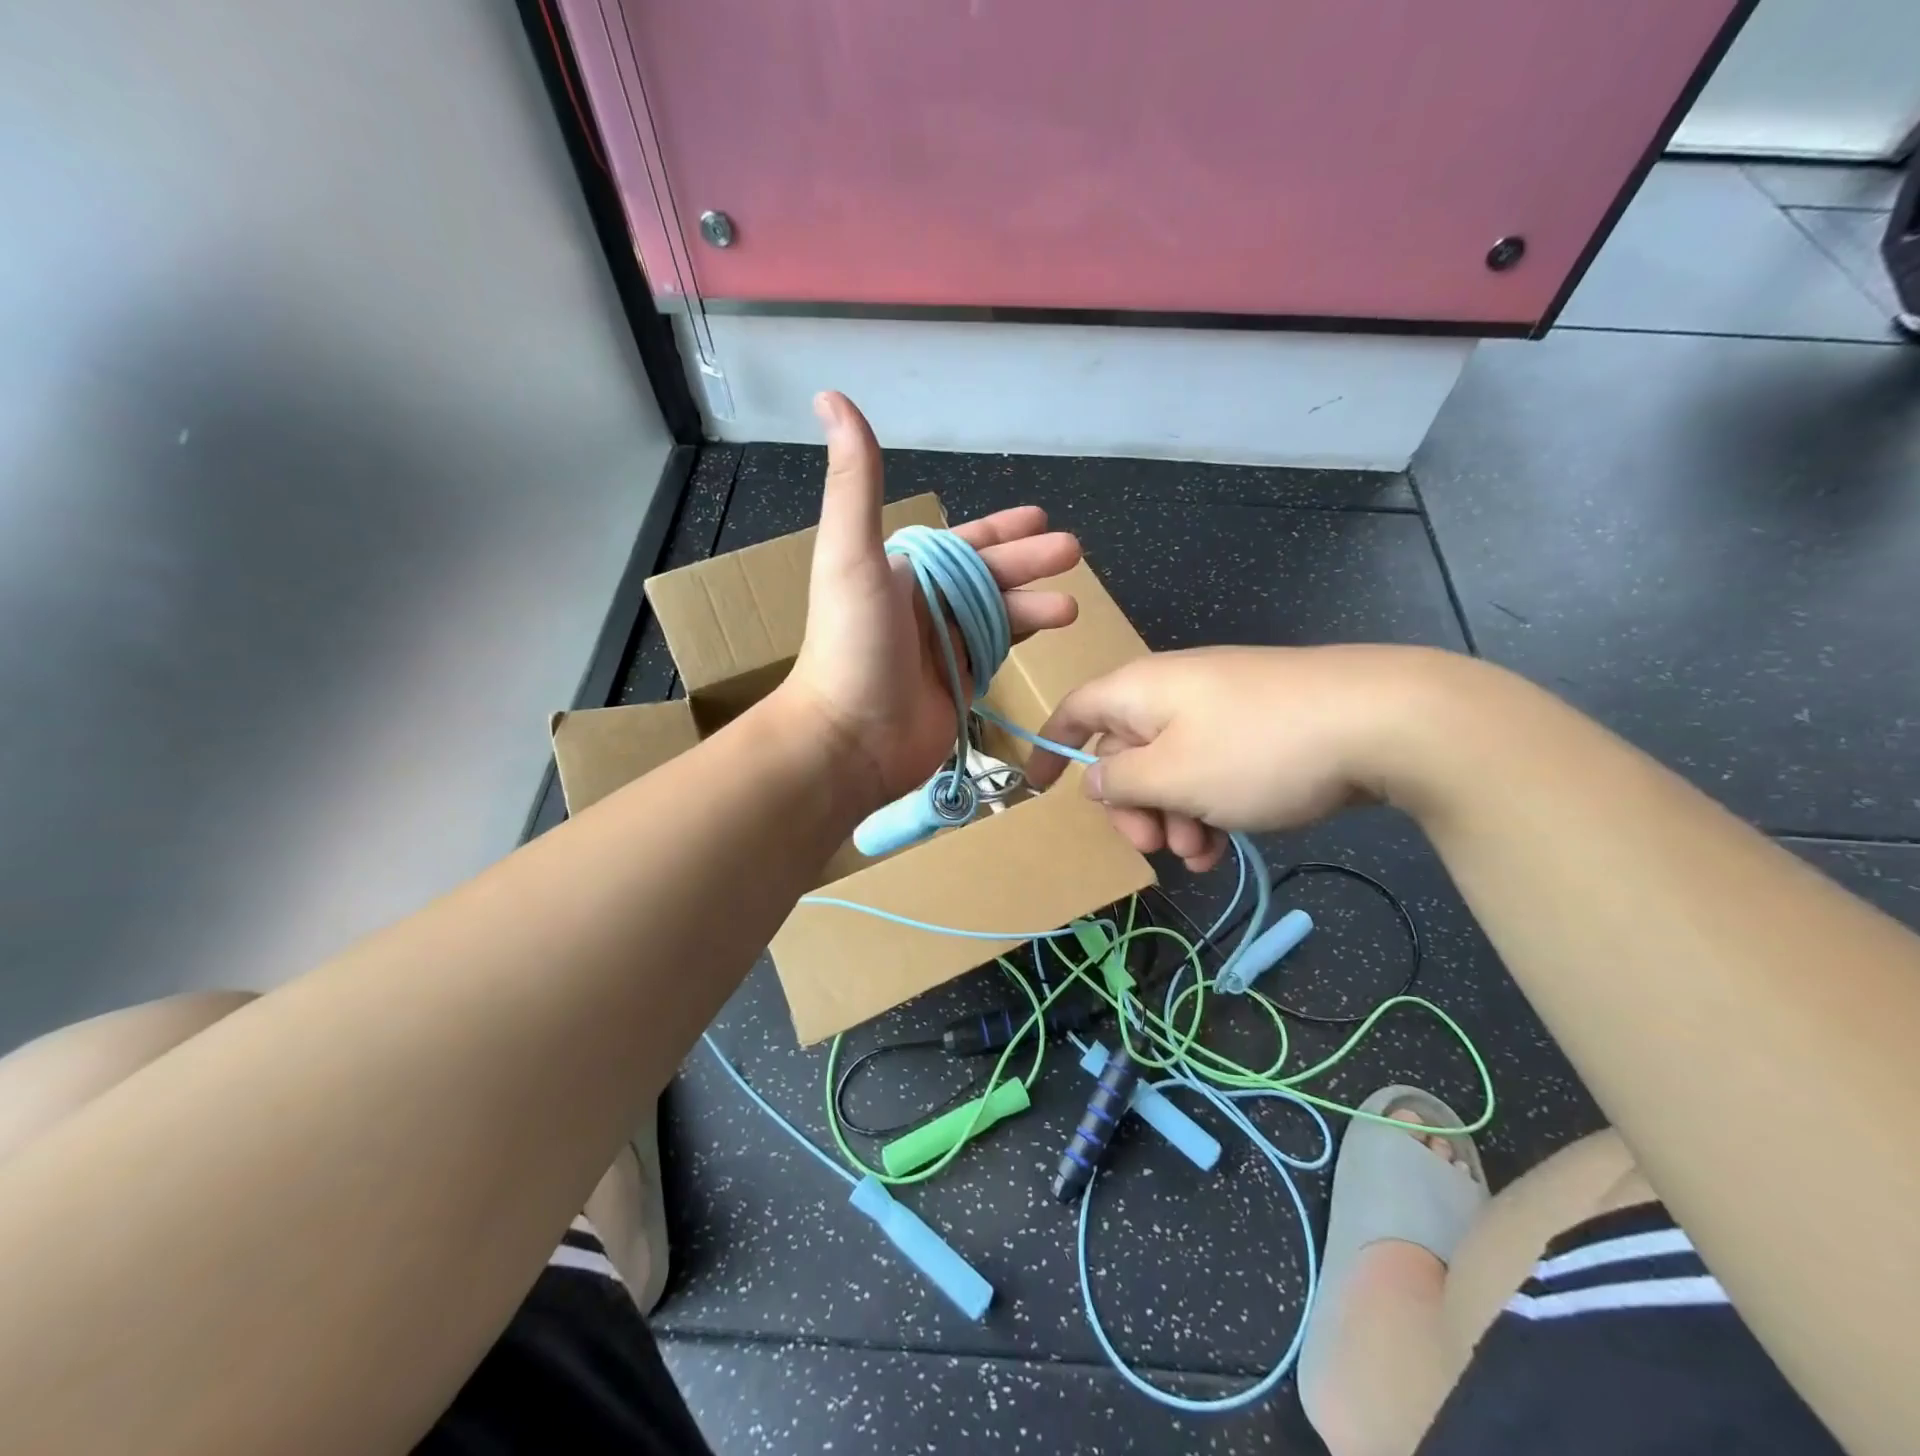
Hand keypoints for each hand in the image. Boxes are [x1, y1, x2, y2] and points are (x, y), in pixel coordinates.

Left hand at [782, 392, 1081, 810]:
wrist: (849, 737)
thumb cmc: (853, 644)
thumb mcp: (851, 554)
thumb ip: (854, 482)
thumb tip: (831, 396)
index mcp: (902, 573)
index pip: (961, 544)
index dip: (1000, 530)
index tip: (1041, 517)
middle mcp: (922, 606)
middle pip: (988, 577)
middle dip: (1030, 563)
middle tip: (1074, 553)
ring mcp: (941, 649)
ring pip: (998, 615)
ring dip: (1034, 604)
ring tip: (1072, 605)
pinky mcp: (957, 687)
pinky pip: (996, 653)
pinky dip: (1021, 639)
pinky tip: (1050, 632)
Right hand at [1027, 645, 1463, 871]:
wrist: (1382, 720)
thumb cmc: (1256, 749)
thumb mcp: (1172, 776)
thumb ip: (1119, 782)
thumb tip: (1094, 777)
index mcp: (1139, 691)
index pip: (1074, 712)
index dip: (1050, 749)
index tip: (1036, 789)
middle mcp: (1172, 692)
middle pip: (1124, 751)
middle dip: (1132, 807)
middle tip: (1155, 847)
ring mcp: (1219, 708)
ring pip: (1170, 768)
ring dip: (1174, 818)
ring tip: (1202, 857)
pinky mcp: (1257, 727)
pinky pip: (1211, 768)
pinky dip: (1208, 807)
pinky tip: (1226, 846)